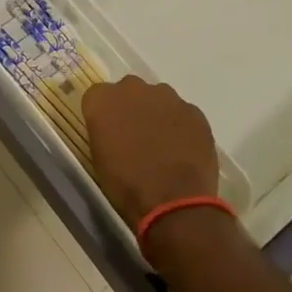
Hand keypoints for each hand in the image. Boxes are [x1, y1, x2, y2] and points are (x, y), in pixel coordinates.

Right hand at [83, 76, 217, 229]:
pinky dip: (181, 126)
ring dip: (157, 114)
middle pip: (128, 90)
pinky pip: (183, 113)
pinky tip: (183, 150)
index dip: (104, 114)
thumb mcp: (99, 157)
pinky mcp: (194, 111)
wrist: (173, 202)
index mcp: (102, 100)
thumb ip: (103, 131)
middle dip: (131, 107)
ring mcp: (167, 97)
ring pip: (158, 98)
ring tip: (162, 144)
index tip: (108, 132)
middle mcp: (132, 89)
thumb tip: (113, 128)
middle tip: (135, 136)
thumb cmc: (126, 185)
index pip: (97, 95)